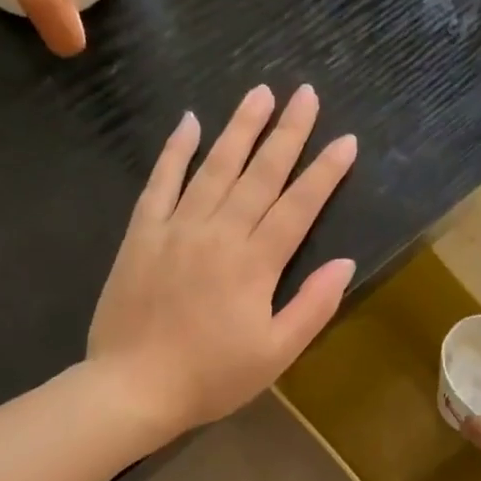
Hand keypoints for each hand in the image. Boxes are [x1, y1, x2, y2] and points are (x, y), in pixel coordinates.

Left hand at [88, 85, 357, 437]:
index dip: (325, 173)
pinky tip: (188, 123)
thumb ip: (312, 307)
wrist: (135, 387)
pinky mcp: (141, 235)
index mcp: (255, 264)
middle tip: (305, 94)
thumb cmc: (212, 378)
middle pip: (259, 175)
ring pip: (213, 168)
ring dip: (239, 129)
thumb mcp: (275, 354)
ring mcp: (176, 229)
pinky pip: (160, 182)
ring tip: (259, 93)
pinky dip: (175, 151)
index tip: (346, 141)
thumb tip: (345, 263)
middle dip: (287, 133)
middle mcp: (219, 233)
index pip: (298, 207)